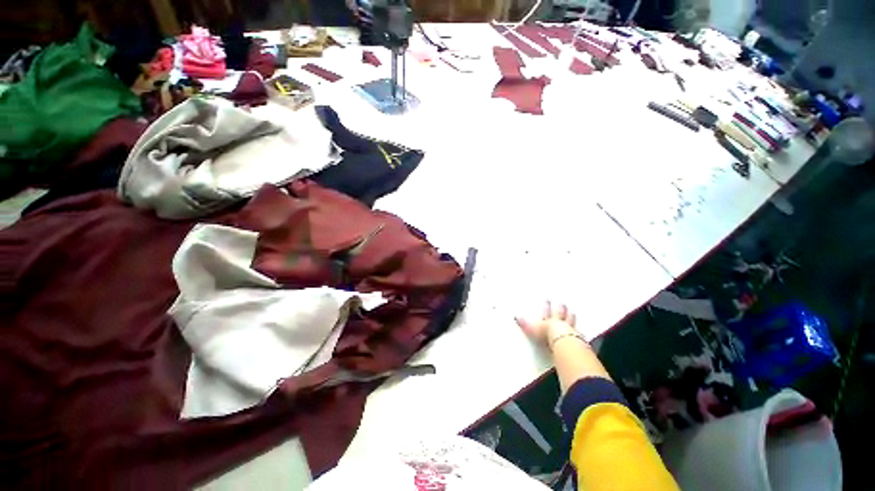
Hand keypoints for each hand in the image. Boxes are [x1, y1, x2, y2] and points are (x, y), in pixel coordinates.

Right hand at [515, 301, 579, 347]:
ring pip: (571, 322)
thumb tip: (515, 316)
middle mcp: (559, 324)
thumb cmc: (546, 335)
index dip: (546, 306)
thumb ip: (524, 324)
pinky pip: (579, 334)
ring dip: (571, 317)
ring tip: (573, 312)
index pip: (546, 312)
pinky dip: (580, 333)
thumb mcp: (532, 329)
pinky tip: (583, 332)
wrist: (562, 342)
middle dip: (560, 309)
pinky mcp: (577, 339)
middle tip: (563, 303)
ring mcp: (570, 330)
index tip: (547, 299)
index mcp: (548, 321)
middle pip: (560, 314)